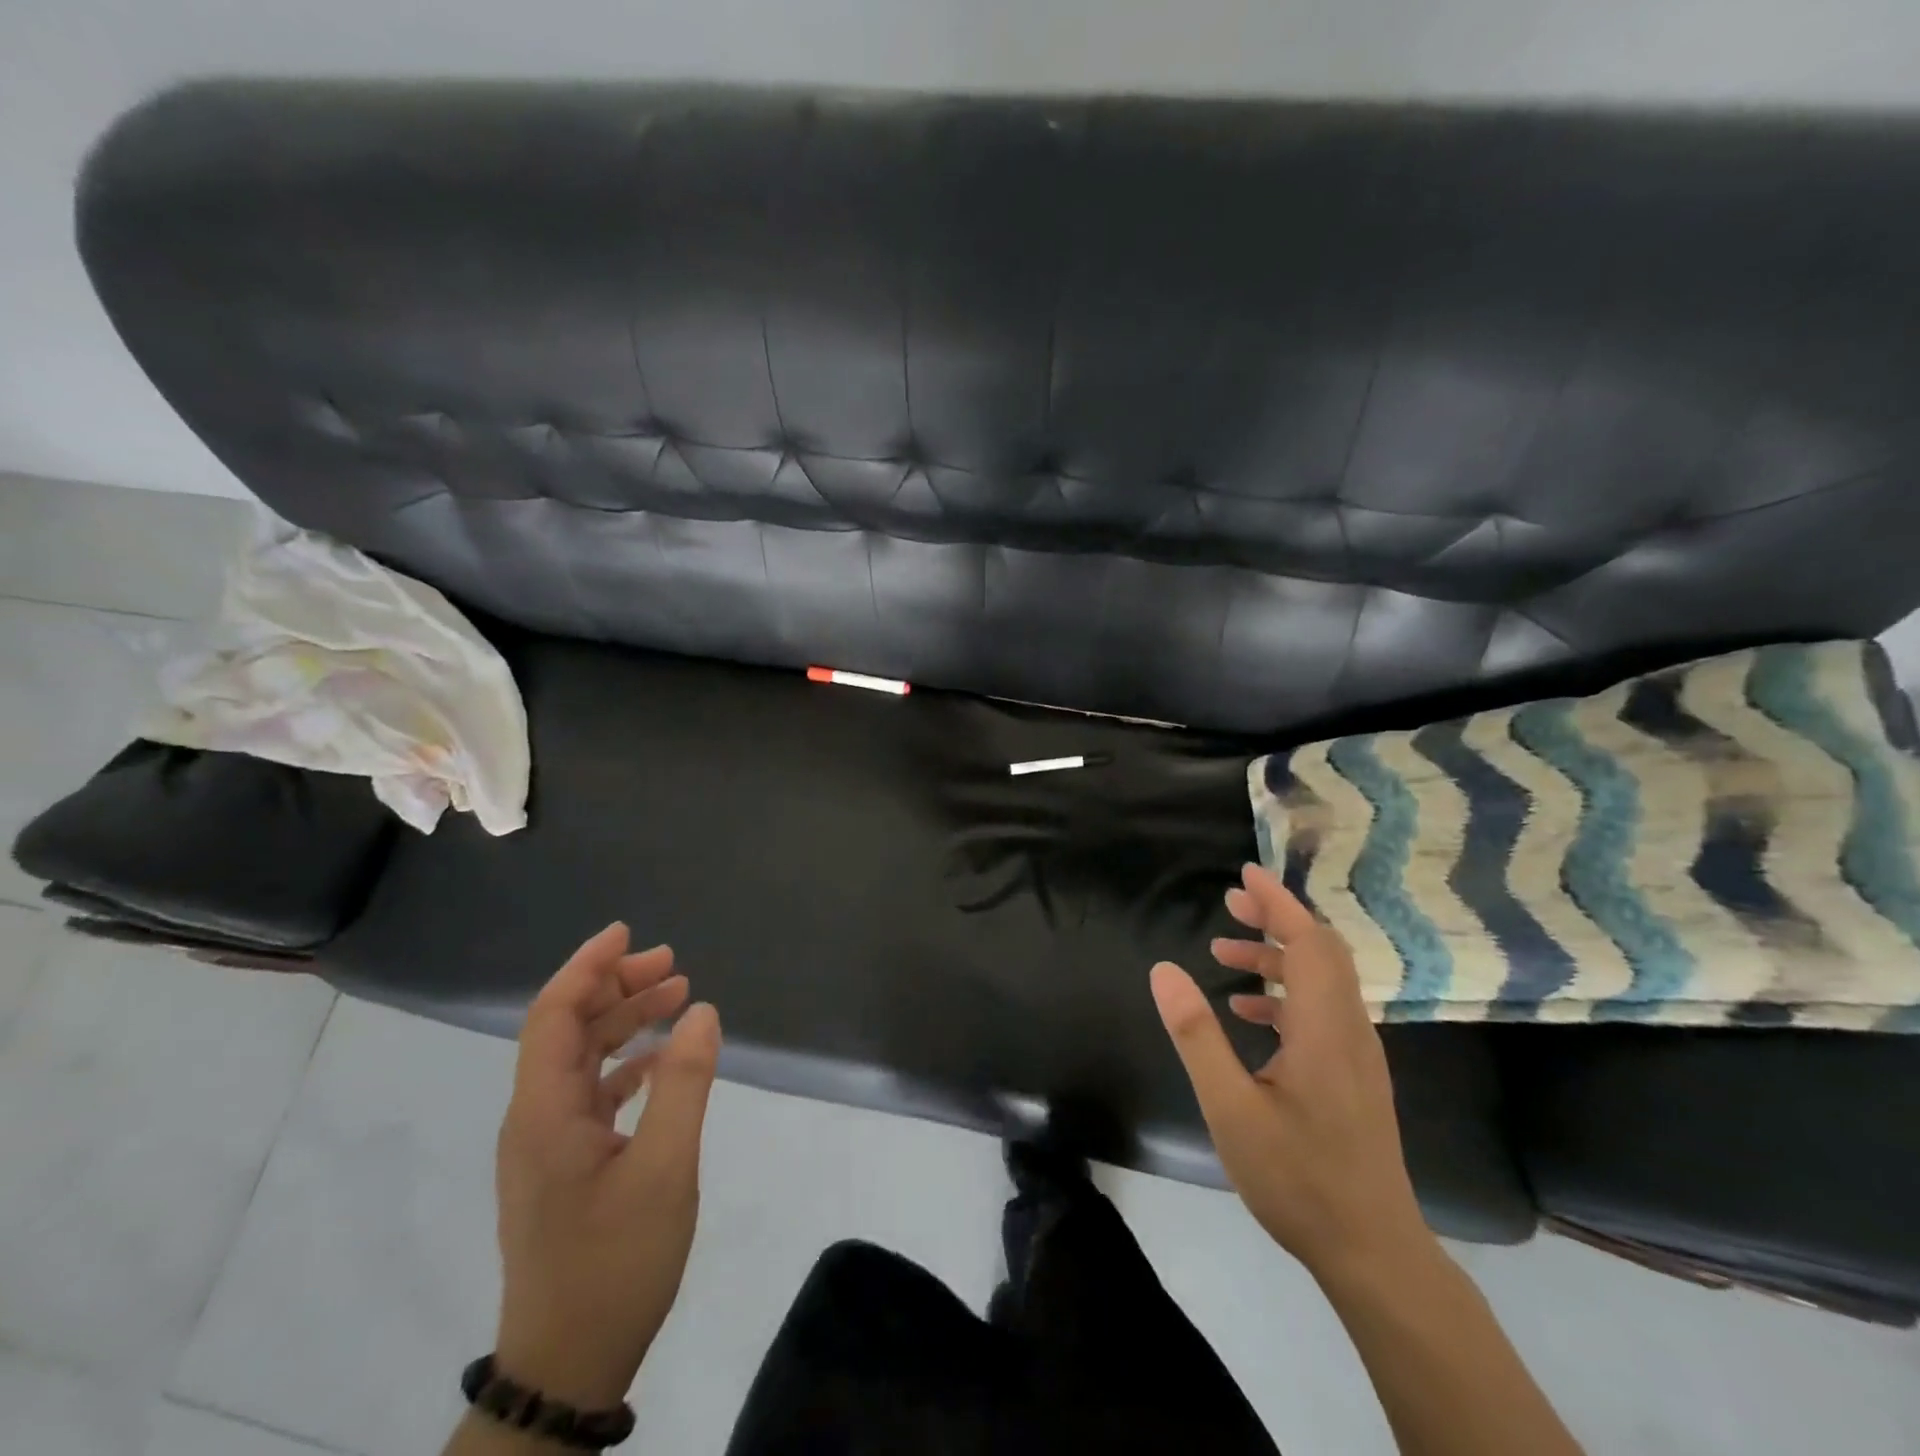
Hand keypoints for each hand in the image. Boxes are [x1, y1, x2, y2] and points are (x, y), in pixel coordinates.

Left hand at [491, 924, 721, 1408]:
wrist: (568, 1366)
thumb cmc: (615, 1264)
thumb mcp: (665, 1169)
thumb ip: (684, 1084)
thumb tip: (702, 1012)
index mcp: (544, 1112)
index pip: (554, 1015)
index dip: (587, 966)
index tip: (628, 932)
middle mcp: (535, 1119)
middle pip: (567, 1029)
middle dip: (616, 987)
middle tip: (673, 965)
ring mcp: (546, 1145)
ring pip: (580, 1059)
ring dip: (624, 1022)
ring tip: (677, 998)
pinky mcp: (564, 1166)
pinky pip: (591, 1092)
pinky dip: (626, 1063)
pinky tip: (661, 1061)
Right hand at [1150, 863, 1429, 1282]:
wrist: (1373, 1252)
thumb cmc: (1297, 1178)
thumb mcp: (1230, 1107)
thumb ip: (1196, 1034)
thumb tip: (1163, 969)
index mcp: (1324, 1028)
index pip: (1309, 942)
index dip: (1278, 902)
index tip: (1246, 874)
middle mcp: (1349, 1030)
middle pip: (1321, 952)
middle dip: (1277, 918)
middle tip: (1231, 901)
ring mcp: (1357, 1054)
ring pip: (1322, 981)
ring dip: (1277, 956)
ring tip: (1224, 953)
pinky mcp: (1354, 1075)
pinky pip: (1322, 1011)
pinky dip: (1286, 993)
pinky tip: (1248, 1012)